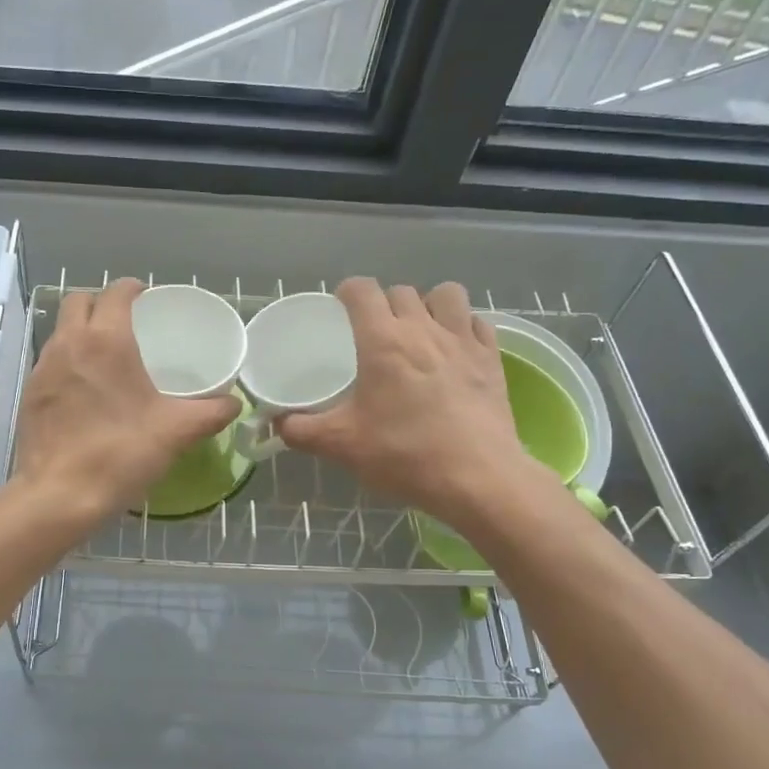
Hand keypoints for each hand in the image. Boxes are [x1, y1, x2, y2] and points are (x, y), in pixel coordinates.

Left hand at [12, 278, 241, 525]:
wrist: (59, 496)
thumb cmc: (120, 453)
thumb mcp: (176, 432)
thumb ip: (211, 413)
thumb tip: (234, 403)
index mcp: (106, 340)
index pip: (116, 292)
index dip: (133, 289)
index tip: (147, 300)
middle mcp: (69, 343)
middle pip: (79, 301)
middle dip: (101, 303)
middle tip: (126, 324)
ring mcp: (43, 367)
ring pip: (61, 329)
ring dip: (82, 330)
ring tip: (107, 356)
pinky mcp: (29, 393)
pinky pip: (50, 360)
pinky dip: (68, 360)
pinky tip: (85, 390)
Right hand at [277, 279, 557, 526]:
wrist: (477, 478)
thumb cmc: (404, 455)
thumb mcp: (341, 446)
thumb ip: (302, 430)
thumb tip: (277, 424)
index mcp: (383, 342)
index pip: (362, 290)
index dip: (347, 292)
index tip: (340, 308)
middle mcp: (424, 329)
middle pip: (401, 291)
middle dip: (384, 303)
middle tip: (374, 332)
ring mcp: (463, 341)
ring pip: (446, 295)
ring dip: (429, 304)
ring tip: (420, 330)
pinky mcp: (492, 359)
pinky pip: (477, 322)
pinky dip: (463, 326)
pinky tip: (454, 350)